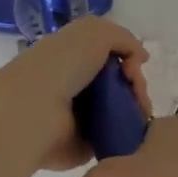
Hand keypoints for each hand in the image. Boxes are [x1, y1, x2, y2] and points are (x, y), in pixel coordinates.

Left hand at [0, 16, 148, 172]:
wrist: (36, 110)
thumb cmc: (62, 64)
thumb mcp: (94, 32)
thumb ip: (123, 38)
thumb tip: (141, 58)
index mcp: (73, 56)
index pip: (110, 57)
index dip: (128, 59)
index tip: (134, 66)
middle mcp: (77, 84)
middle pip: (120, 83)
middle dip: (137, 85)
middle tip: (138, 92)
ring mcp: (82, 116)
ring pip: (123, 109)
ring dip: (137, 107)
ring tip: (140, 111)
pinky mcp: (87, 144)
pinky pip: (117, 135)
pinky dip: (130, 131)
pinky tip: (135, 128)